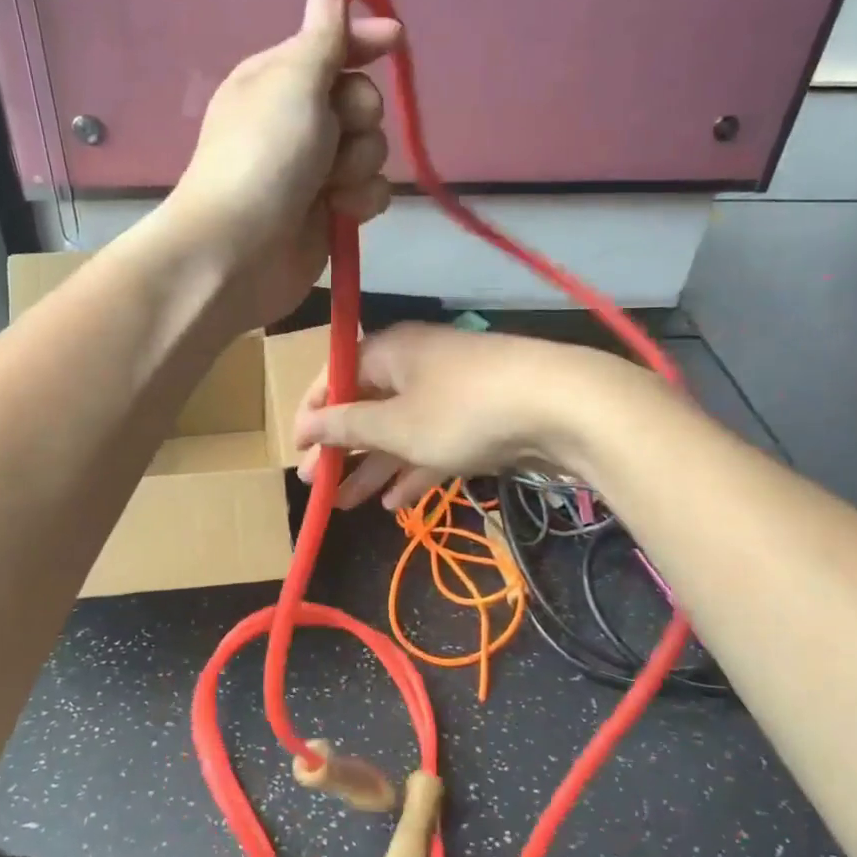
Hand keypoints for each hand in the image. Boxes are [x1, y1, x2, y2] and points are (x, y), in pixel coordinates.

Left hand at [158, 0, 402, 330]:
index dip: (362, 42)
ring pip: (371, 150)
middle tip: (335, 134)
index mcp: (278, 79)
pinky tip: (340, 211)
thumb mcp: (294, 81)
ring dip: (360, 163)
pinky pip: (370, 192)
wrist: (239, 252)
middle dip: (359, 116)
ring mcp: (314, 170)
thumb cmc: (263, 156)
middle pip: (361, 100)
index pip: (331, 46)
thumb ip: (323, 36)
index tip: (394, 41)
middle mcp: (297, 121)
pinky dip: (361, 201)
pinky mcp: (330, 212)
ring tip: (330, 184)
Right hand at [294, 325, 625, 509]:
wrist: (560, 407)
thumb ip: (348, 427)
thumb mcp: (396, 424)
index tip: (296, 450)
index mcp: (389, 352)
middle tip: (314, 485)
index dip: (313, 414)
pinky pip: (433, 445)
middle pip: (367, 408)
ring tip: (346, 504)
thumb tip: (305, 427)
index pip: (337, 377)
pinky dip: (413, 470)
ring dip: (373, 467)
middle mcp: (416, 366)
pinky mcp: (477, 421)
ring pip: (399, 432)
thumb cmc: (461, 410)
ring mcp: (449, 394)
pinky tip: (396, 504)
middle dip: (340, 449)